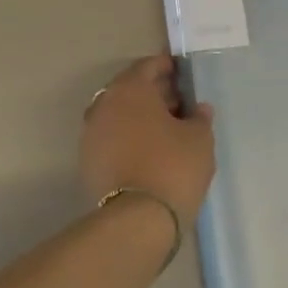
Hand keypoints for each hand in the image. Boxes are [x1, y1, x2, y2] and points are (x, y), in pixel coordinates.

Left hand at [81, 56, 216, 226]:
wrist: (136, 221)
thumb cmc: (173, 166)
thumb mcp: (199, 138)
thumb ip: (199, 117)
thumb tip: (198, 108)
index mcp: (130, 89)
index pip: (147, 66)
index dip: (166, 67)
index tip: (182, 74)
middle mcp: (105, 104)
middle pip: (130, 88)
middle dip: (153, 92)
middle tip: (178, 102)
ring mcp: (92, 133)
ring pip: (119, 113)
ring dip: (139, 115)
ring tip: (166, 128)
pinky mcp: (88, 161)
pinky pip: (112, 136)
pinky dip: (128, 135)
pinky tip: (149, 148)